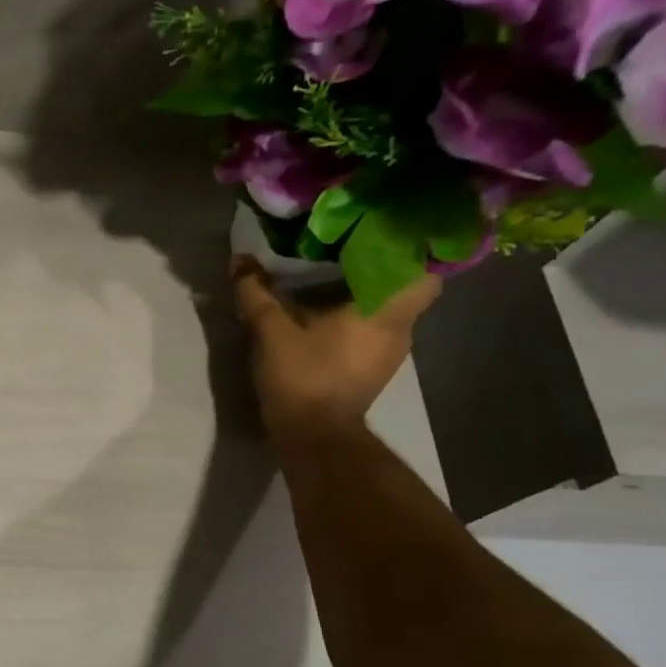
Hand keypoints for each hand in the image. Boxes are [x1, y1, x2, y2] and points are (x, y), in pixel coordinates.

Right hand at [231, 256, 439, 451]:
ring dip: (369, 290)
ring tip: (337, 271)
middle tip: (352, 243)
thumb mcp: (272, 332)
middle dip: (383, 263)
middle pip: (406, 285)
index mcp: (384, 311)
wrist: (314, 438)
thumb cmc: (302, 378)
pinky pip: (376, 326)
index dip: (411, 246)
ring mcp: (390, 351)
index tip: (385, 228)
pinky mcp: (375, 367)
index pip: (425, 268)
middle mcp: (399, 328)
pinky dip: (360, 313)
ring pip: (390, 307)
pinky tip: (331, 309)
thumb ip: (257, 292)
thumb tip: (241, 259)